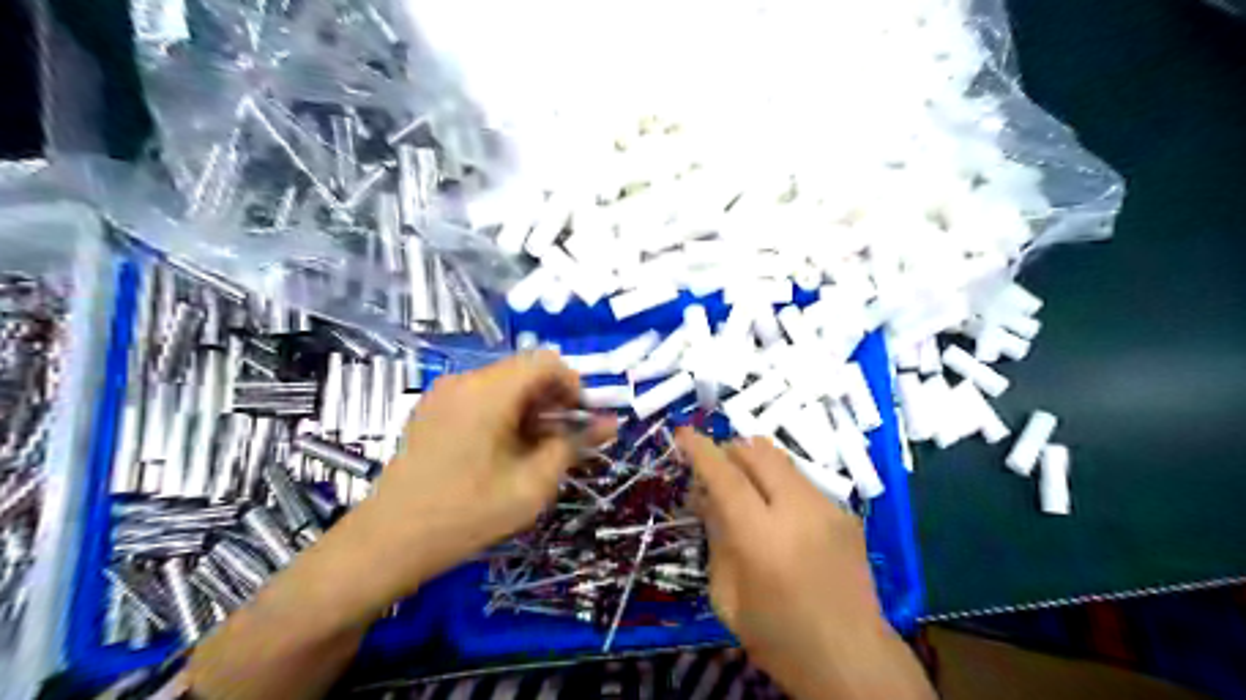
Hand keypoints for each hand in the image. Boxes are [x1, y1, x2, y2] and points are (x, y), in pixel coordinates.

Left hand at [187, 354, 612, 699]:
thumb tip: (609, 423)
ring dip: (531, 408)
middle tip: (563, 441)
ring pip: (505, 384)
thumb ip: (573, 446)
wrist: (389, 541)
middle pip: (526, 370)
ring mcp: (445, 393)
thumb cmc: (468, 514)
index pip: (547, 361)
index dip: (574, 386)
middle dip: (553, 400)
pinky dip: (505, 413)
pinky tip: (504, 451)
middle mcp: (466, 380)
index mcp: (490, 391)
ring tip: (536, 450)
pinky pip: (482, 397)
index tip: (581, 422)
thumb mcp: (533, 484)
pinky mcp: (433, 409)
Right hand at [672, 429, 933, 697]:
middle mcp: (798, 511)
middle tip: (714, 469)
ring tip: (744, 489)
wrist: (853, 661)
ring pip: (782, 460)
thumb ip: (716, 537)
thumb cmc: (779, 638)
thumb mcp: (728, 597)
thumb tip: (705, 496)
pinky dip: (779, 483)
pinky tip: (777, 513)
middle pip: (758, 452)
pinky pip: (801, 480)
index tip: (682, 433)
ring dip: (755, 464)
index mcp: (762, 538)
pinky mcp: (846, 513)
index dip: (701, 450)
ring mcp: (828, 508)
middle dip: (729, 450)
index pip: (726, 477)